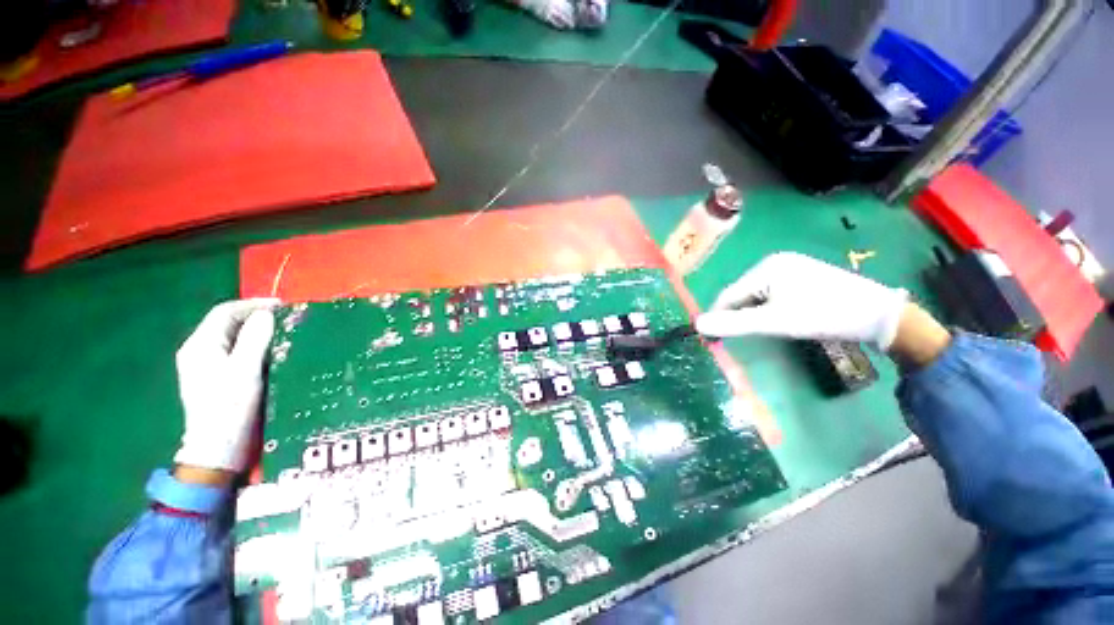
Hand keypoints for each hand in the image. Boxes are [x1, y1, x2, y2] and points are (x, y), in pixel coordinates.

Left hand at [173, 299, 278, 473]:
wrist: (218, 447)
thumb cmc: (230, 407)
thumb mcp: (245, 371)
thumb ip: (254, 339)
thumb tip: (266, 314)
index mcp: (200, 345)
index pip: (225, 312)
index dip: (253, 305)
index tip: (283, 307)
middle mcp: (199, 351)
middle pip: (228, 323)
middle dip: (257, 317)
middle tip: (287, 320)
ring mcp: (206, 365)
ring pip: (233, 337)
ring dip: (257, 332)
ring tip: (284, 334)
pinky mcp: (216, 377)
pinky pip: (235, 351)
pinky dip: (254, 346)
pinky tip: (271, 353)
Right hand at [695, 252, 909, 349]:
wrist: (880, 316)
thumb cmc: (823, 315)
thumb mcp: (774, 322)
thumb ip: (733, 324)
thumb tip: (697, 324)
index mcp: (766, 267)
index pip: (729, 295)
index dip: (718, 317)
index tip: (712, 339)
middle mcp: (774, 263)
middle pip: (742, 294)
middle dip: (739, 316)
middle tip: (743, 337)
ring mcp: (790, 268)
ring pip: (756, 296)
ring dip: (753, 314)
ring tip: (764, 329)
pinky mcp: (802, 277)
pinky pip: (772, 295)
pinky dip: (769, 309)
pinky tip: (780, 319)